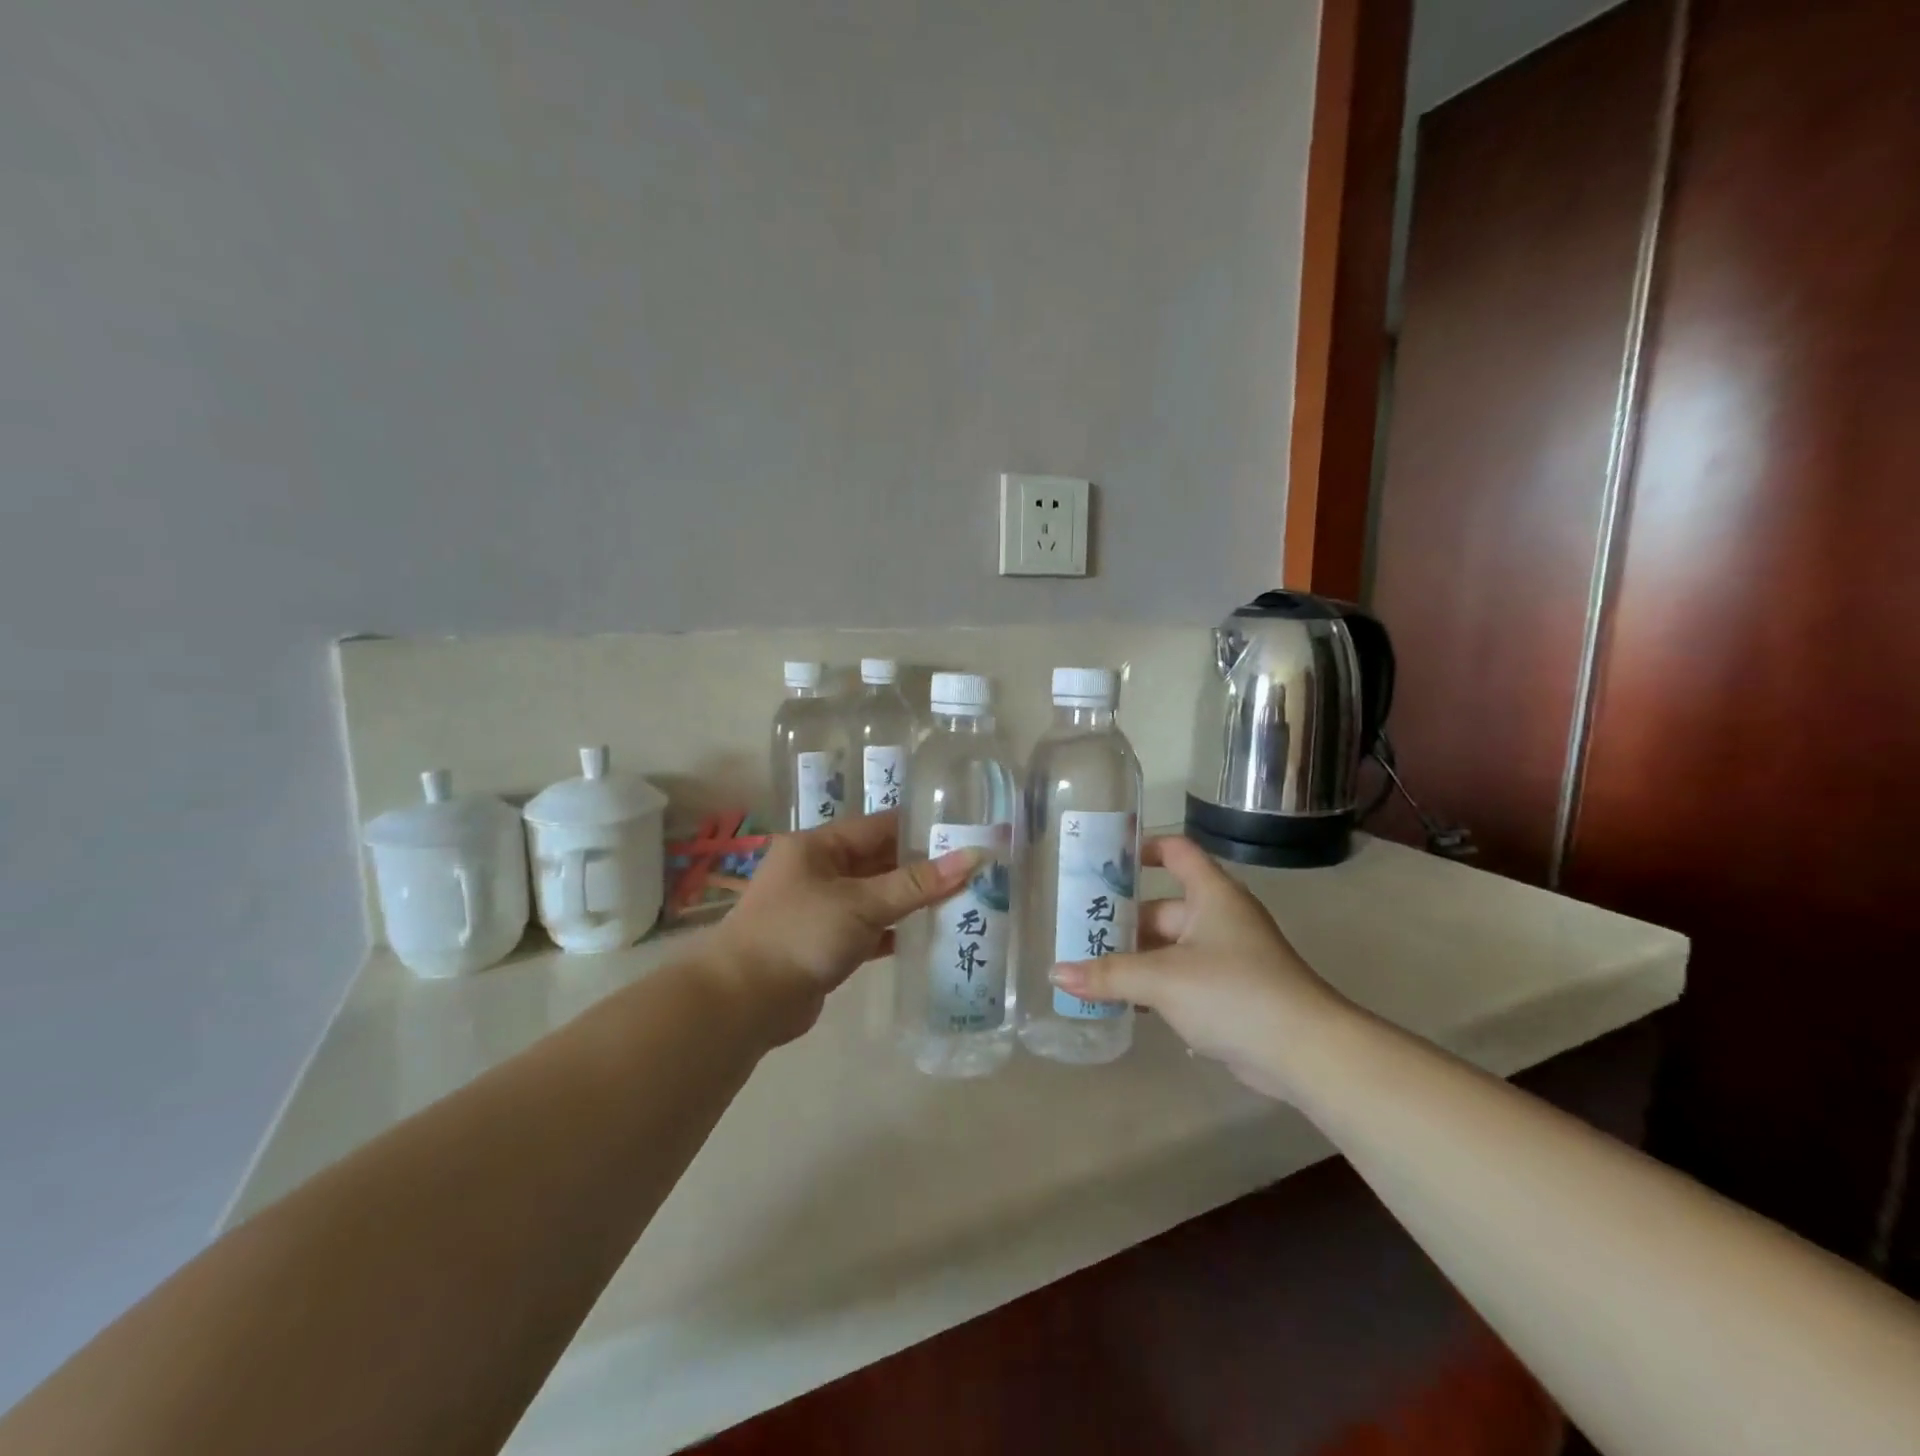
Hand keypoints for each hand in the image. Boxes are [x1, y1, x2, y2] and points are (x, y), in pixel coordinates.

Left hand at [704, 811, 979, 1045]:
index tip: (964, 833)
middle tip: (973, 870)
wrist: (744, 1002)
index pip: (879, 827)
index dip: (921, 830)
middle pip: (879, 862)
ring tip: (962, 900)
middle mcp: (818, 871)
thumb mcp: (862, 902)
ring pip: (877, 897)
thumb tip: (975, 857)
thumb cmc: (801, 934)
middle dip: (922, 868)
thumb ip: (918, 883)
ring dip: (912, 901)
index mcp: (818, 846)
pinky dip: (896, 932)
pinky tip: (930, 936)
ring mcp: (821, 910)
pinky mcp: (826, 945)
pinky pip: (870, 930)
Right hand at [1049, 836, 1345, 1099]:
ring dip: (1136, 958)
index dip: (1143, 847)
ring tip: (1089, 968)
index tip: (1104, 858)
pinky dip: (1155, 986)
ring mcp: (1227, 957)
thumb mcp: (1163, 979)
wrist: (1306, 1051)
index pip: (1176, 852)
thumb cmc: (1234, 992)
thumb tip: (1056, 974)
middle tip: (1078, 930)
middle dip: (1123, 920)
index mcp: (1212, 894)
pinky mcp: (1230, 993)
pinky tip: (1124, 1002)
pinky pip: (1182, 978)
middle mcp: (1220, 917)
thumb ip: (1108, 974)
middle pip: (1163, 907)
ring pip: (1170, 947)